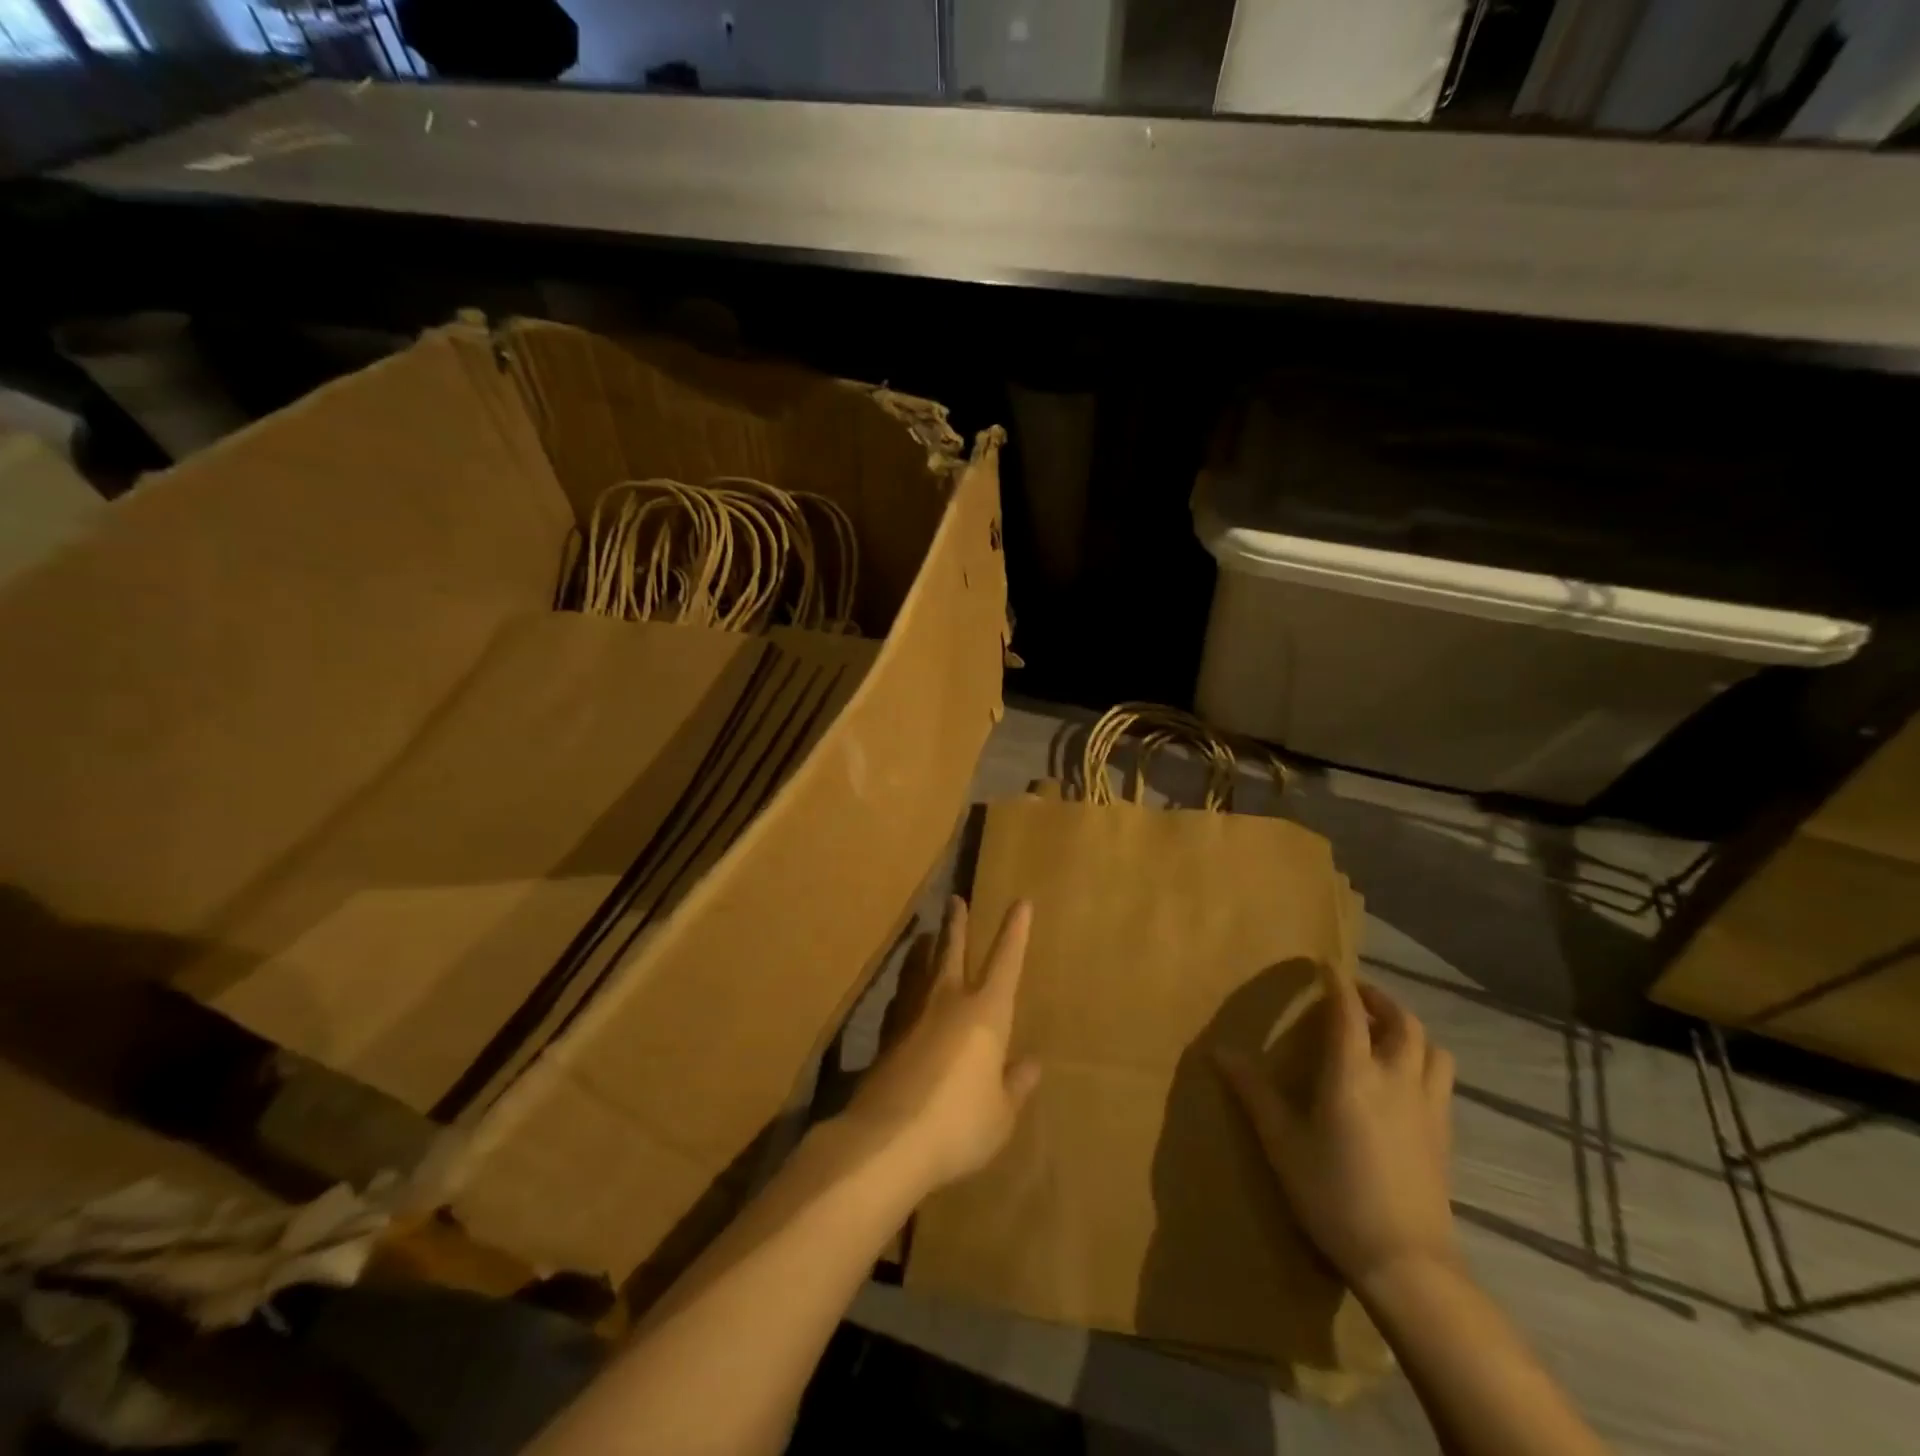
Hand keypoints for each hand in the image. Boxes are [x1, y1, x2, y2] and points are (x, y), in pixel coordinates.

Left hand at [841, 897, 1040, 1193]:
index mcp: (986, 1013)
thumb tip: (1030, 1064)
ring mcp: (912, 1016)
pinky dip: (905, 989)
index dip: (1015, 932)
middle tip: (954, 900)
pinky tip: (902, 994)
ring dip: (925, 950)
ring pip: (920, 970)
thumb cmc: (959, 1124)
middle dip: (957, 925)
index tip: (1020, 902)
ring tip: (924, 935)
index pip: (1006, 961)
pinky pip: (900, 1000)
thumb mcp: (1000, 1114)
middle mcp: (949, 1002)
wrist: (886, 1140)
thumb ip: (1015, 1087)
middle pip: (953, 952)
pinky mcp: (886, 1038)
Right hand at [1217, 969, 1457, 1295]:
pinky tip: (1405, 1078)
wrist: (1405, 1262)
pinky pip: (1441, 1076)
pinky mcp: (1445, 1133)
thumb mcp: (1282, 1142)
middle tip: (1355, 994)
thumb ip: (1253, 1092)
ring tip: (1385, 1031)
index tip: (1324, 965)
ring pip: (1432, 1046)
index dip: (1337, 982)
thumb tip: (1218, 1051)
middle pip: (1401, 1020)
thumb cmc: (1333, 1195)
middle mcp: (1396, 1077)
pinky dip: (1424, 1059)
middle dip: (1378, 999)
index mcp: (1353, 1073)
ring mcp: (1427, 1105)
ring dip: (1409, 1028)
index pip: (1348, 1010)